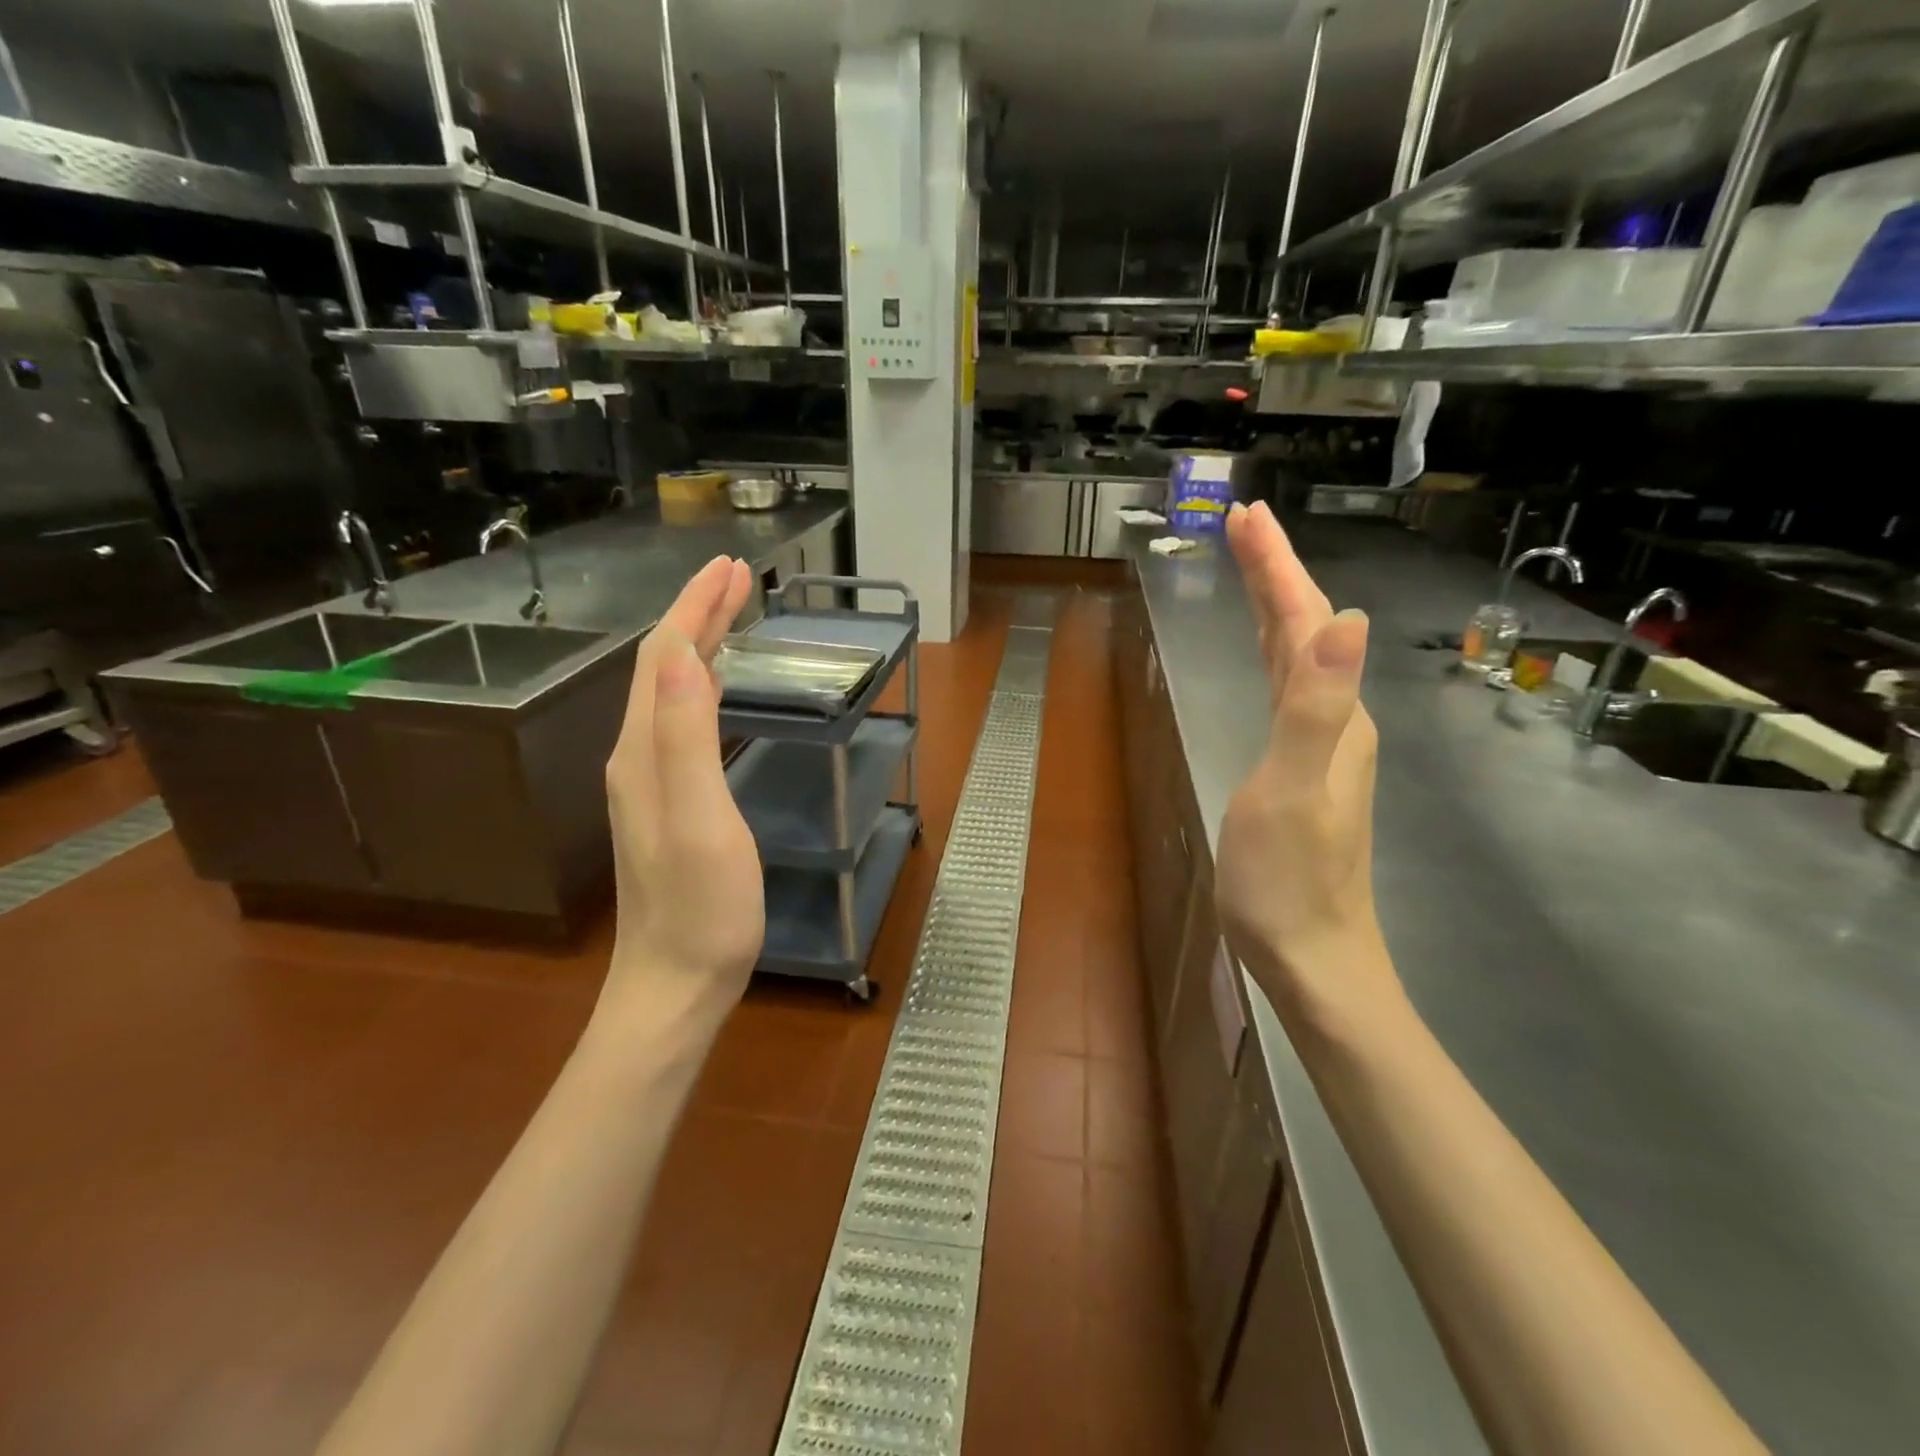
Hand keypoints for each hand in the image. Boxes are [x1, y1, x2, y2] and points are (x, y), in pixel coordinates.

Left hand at [602, 555, 761, 1035]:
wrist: (676, 983)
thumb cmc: (702, 907)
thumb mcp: (700, 818)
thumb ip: (684, 736)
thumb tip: (675, 651)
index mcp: (645, 750)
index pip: (665, 655)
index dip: (696, 607)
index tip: (733, 567)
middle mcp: (638, 755)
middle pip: (662, 666)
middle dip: (698, 614)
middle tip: (739, 577)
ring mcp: (650, 781)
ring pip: (670, 691)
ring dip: (699, 643)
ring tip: (732, 614)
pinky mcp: (669, 802)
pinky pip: (681, 721)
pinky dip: (702, 685)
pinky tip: (717, 688)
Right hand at [1215, 502, 1400, 1036]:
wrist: (1312, 954)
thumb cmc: (1290, 880)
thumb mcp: (1294, 790)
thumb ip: (1315, 706)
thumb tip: (1348, 619)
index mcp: (1331, 714)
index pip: (1306, 620)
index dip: (1276, 567)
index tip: (1246, 517)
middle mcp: (1335, 718)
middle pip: (1307, 627)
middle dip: (1276, 571)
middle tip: (1244, 524)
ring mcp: (1322, 744)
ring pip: (1301, 655)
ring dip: (1277, 605)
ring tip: (1252, 568)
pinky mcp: (1301, 766)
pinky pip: (1290, 687)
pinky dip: (1276, 651)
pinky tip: (1270, 652)